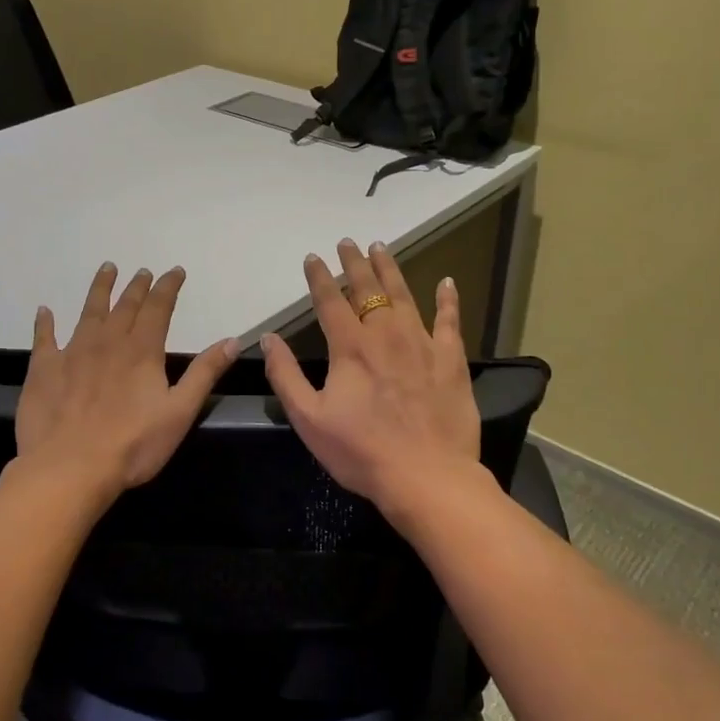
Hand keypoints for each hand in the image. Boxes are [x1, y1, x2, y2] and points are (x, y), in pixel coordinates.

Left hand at [16, 262, 239, 496]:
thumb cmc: (132, 445)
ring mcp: (72, 353)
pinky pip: (44, 338)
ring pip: (88, 312)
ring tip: (106, 269)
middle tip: (142, 271)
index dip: (167, 287)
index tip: (174, 271)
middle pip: (124, 306)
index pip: (158, 308)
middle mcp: (107, 342)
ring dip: (99, 289)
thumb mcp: (180, 412)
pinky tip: (44, 311)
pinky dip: (45, 323)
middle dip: (137, 286)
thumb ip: (204, 373)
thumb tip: (232, 340)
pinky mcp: (44, 370)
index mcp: (141, 351)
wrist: (69, 468)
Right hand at [260, 240, 482, 522]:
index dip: (319, 277)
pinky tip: (447, 283)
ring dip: (391, 270)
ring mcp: (422, 344)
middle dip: (355, 263)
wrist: (426, 477)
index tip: (313, 257)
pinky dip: (448, 300)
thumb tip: (268, 338)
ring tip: (382, 248)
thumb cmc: (361, 452)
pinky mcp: (451, 360)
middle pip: (368, 289)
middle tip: (348, 243)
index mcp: (350, 348)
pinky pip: (450, 321)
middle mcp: (385, 335)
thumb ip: (285, 375)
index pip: (330, 301)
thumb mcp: (309, 419)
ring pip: (404, 295)